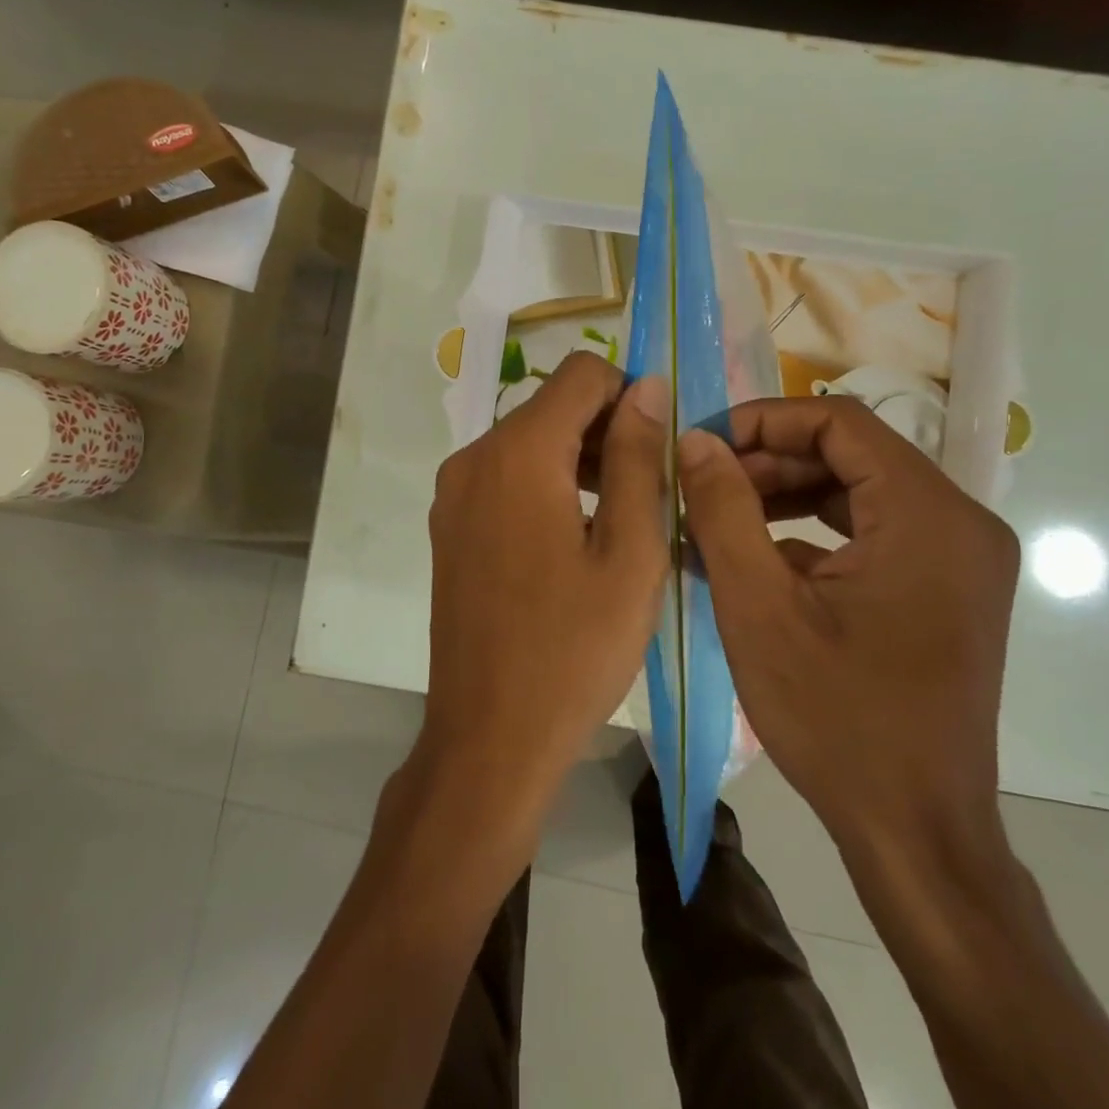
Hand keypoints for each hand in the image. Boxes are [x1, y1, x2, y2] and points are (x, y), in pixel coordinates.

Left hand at [418, 353, 669, 825]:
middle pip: (551, 405)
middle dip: (605, 429)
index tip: (659, 446)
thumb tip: (646, 387)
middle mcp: (473, 457)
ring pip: (528, 441)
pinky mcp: (448, 526)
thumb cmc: (574, 649)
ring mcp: (452, 493)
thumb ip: (637, 458)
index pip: (581, 372)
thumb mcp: (630, 552)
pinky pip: (504, 477)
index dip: (629, 393)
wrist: (490, 736)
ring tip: (619, 519)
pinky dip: (545, 484)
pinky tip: (574, 539)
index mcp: (517, 453)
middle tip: (649, 491)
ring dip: (577, 458)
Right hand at [675, 398, 1019, 870]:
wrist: (914, 831)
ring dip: (784, 498)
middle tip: (700, 487)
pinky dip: (812, 535)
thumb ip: (723, 510)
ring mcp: (957, 558)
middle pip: (851, 455)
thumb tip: (693, 441)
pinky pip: (871, 534)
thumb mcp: (759, 607)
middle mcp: (959, 523)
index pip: (840, 422)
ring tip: (716, 519)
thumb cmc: (836, 719)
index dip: (761, 420)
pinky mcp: (944, 589)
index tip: (701, 445)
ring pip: (858, 493)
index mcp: (928, 516)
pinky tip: (754, 559)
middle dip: (767, 463)